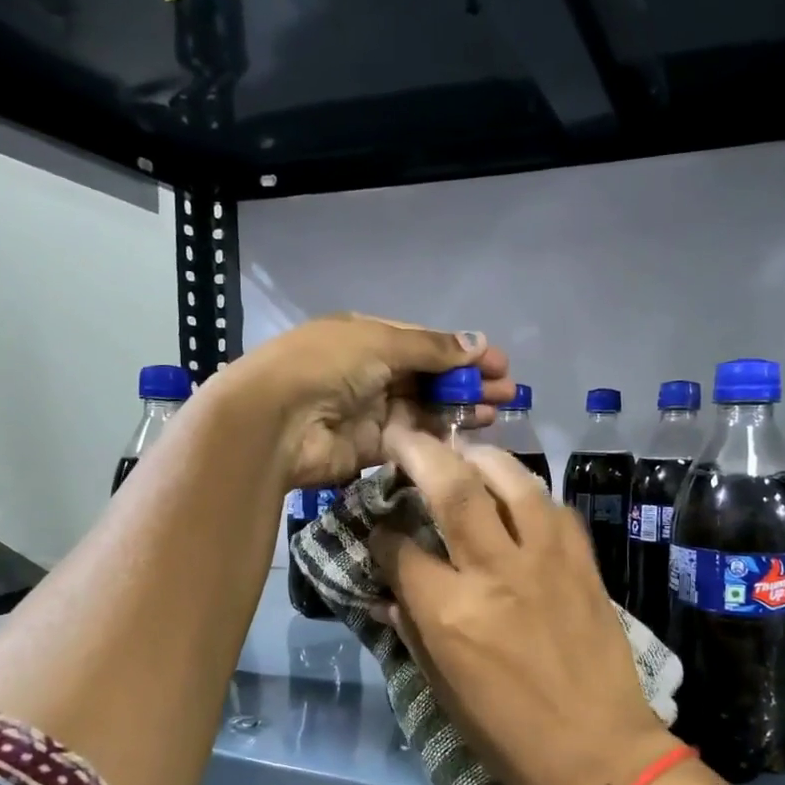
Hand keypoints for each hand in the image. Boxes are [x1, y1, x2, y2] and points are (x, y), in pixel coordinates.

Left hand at [221, 314, 512, 490]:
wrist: (276, 422)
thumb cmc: (326, 366)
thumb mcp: (380, 342)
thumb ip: (431, 348)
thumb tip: (477, 343)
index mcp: (368, 337)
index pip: (425, 343)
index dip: (462, 352)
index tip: (499, 364)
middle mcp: (370, 372)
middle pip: (429, 377)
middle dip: (468, 382)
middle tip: (509, 393)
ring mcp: (370, 411)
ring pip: (425, 409)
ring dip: (460, 409)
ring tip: (498, 413)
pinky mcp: (371, 448)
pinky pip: (412, 439)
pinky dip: (439, 437)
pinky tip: (469, 436)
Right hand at [369, 429, 677, 784]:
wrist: (600, 753)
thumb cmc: (510, 736)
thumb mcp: (445, 692)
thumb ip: (413, 632)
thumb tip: (390, 593)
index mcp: (450, 614)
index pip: (399, 550)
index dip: (380, 533)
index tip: (378, 527)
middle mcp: (494, 572)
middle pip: (451, 489)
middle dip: (419, 453)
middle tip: (402, 434)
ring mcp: (545, 561)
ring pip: (511, 480)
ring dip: (480, 456)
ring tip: (464, 450)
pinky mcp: (583, 562)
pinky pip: (553, 507)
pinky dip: (528, 491)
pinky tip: (516, 494)